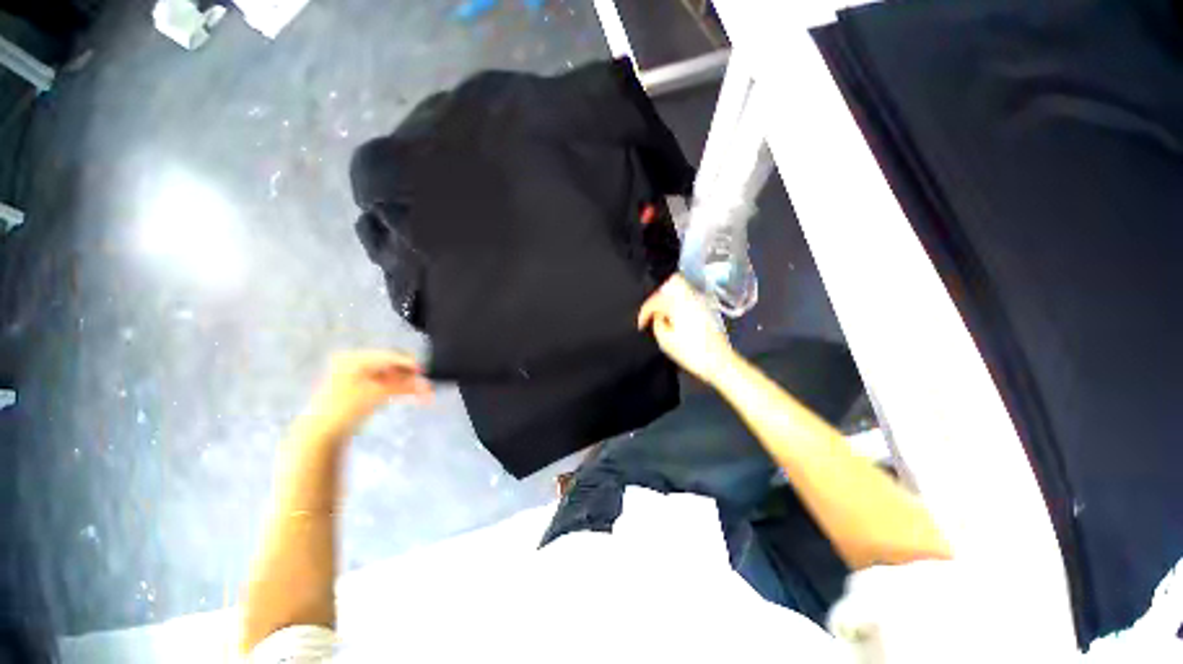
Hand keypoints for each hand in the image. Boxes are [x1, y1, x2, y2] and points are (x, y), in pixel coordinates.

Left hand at [308, 350, 431, 434]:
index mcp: (353, 359)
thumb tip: (425, 383)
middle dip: (411, 378)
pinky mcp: (360, 393)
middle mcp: (355, 365)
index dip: (408, 363)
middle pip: (391, 368)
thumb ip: (402, 386)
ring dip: (409, 387)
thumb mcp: (375, 394)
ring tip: (426, 395)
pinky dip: (400, 393)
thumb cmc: (343, 409)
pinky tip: (415, 398)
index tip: (425, 371)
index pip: (388, 356)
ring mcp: (357, 379)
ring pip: (391, 380)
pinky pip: (385, 388)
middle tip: (427, 386)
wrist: (319, 435)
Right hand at [638, 275, 737, 385]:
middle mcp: (691, 297)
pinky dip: (678, 303)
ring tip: (662, 314)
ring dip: (668, 298)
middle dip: (658, 296)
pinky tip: (675, 317)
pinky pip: (688, 297)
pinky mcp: (707, 310)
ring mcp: (701, 302)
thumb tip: (657, 316)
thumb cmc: (691, 352)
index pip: (655, 300)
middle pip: (671, 283)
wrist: (719, 362)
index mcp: (678, 302)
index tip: (641, 324)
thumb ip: (656, 323)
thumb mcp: (664, 340)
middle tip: (651, 311)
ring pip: (681, 289)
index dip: (644, 312)